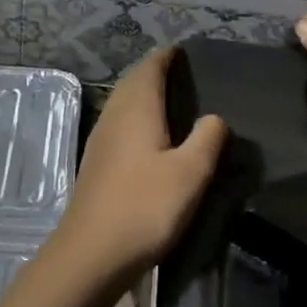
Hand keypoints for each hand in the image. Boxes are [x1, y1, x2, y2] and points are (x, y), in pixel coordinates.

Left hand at [50, 48, 227, 283]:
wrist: (91, 254)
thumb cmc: (145, 207)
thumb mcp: (190, 173)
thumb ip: (207, 139)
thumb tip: (214, 117)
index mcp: (136, 110)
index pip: (149, 68)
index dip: (165, 57)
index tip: (182, 51)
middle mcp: (113, 117)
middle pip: (131, 83)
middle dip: (152, 72)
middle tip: (179, 73)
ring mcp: (99, 142)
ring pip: (121, 104)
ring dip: (141, 95)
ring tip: (167, 100)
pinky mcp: (95, 165)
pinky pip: (118, 126)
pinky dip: (134, 118)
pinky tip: (147, 137)